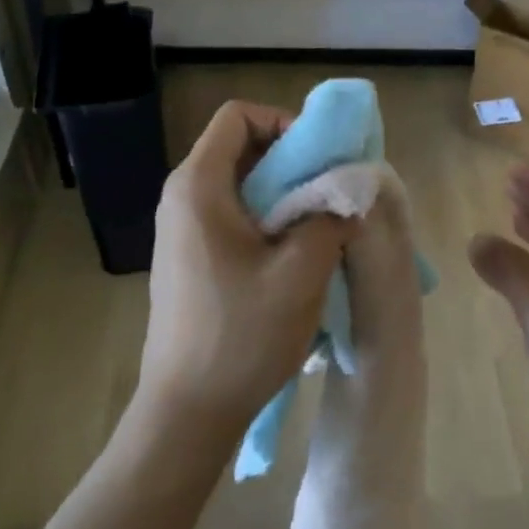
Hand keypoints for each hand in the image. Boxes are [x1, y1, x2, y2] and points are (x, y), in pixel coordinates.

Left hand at [136, 102, 351, 439]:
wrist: (187, 412)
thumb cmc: (242, 334)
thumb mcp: (302, 270)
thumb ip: (331, 216)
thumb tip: (348, 191)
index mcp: (199, 187)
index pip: (239, 116)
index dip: (284, 123)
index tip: (320, 159)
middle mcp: (182, 199)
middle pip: (241, 148)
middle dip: (293, 161)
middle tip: (332, 192)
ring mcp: (181, 231)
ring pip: (240, 185)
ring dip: (285, 195)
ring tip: (321, 226)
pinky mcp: (189, 260)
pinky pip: (232, 217)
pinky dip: (268, 221)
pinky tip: (295, 257)